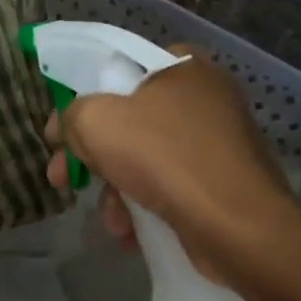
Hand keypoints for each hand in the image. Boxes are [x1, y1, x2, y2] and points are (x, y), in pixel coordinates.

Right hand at [44, 45, 291, 275]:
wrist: (239, 227)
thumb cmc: (166, 158)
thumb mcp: (97, 122)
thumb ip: (72, 115)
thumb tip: (65, 129)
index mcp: (181, 66)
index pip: (118, 71)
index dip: (81, 101)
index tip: (61, 135)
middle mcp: (203, 97)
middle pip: (126, 120)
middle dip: (91, 157)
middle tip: (61, 179)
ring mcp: (216, 142)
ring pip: (143, 159)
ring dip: (116, 191)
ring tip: (112, 220)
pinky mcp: (221, 183)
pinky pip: (168, 187)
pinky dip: (145, 207)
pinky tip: (131, 234)